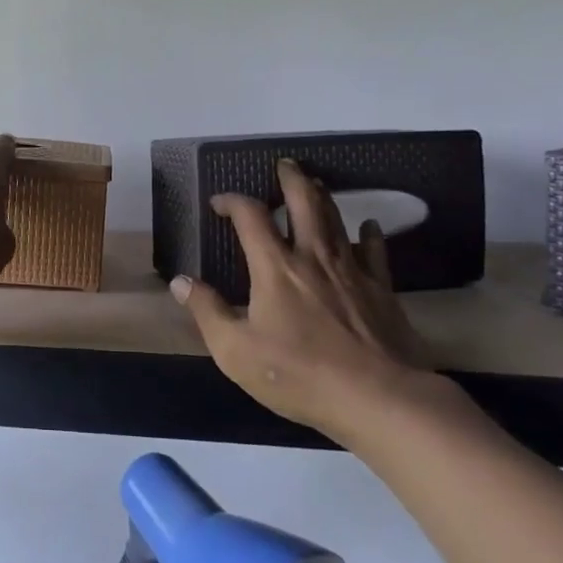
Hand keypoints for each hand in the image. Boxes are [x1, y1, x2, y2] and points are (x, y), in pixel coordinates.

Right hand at [172, 159, 434, 445]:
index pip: (250, 216)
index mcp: (274, 267)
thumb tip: (181, 281)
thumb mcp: (235, 350)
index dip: (232, 201)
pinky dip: (370, 234)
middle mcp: (313, 257)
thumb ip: (207, 311)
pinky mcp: (382, 290)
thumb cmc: (299, 374)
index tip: (219, 202)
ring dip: (323, 197)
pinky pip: (375, 251)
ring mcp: (352, 270)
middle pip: (303, 202)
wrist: (379, 398)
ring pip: (336, 219)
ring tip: (315, 183)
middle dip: (291, 179)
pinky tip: (368, 227)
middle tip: (284, 164)